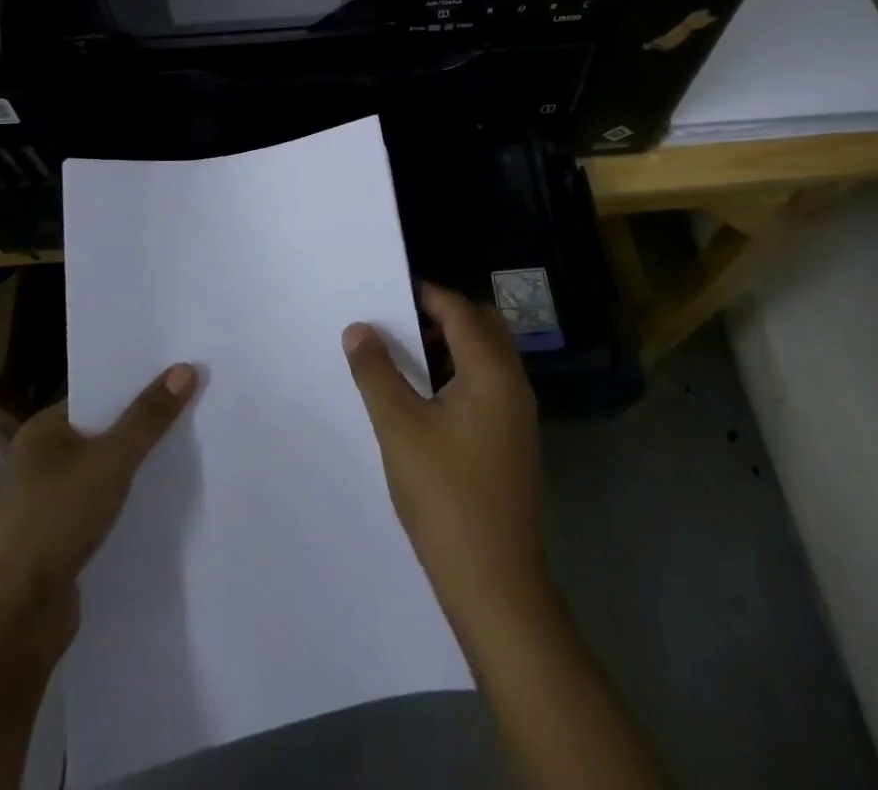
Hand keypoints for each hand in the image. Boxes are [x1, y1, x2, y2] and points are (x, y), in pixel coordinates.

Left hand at [0, 363, 198, 648]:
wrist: (7, 621)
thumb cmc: (52, 519)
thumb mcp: (110, 459)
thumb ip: (149, 417)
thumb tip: (186, 368)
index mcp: (42, 432)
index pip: (97, 395)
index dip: (138, 386)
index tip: (183, 376)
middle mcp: (41, 464)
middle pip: (104, 435)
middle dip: (145, 428)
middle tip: (198, 409)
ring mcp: (49, 508)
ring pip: (106, 477)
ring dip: (139, 472)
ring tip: (192, 453)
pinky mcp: (61, 548)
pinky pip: (105, 514)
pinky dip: (130, 509)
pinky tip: (166, 504)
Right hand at [343, 284, 548, 632]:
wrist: (495, 582)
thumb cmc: (445, 495)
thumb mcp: (399, 427)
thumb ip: (376, 372)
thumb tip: (359, 329)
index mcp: (491, 370)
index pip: (459, 310)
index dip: (424, 295)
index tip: (387, 296)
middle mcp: (513, 382)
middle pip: (481, 326)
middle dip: (441, 318)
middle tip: (397, 329)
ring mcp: (518, 414)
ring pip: (486, 357)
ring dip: (450, 348)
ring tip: (404, 363)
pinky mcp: (514, 440)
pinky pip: (488, 386)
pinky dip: (460, 376)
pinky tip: (426, 403)